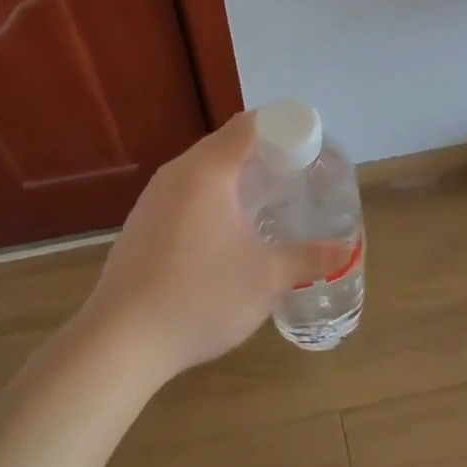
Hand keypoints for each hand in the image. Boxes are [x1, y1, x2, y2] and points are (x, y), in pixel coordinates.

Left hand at [81, 112, 351, 382]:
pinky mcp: (141, 226)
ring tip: (268, 206)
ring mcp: (153, 200)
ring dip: (237, 180)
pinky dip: (213, 201)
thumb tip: (345, 251)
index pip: (250, 126)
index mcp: (208, 171)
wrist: (120, 341)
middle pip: (226, 145)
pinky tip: (228, 236)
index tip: (310, 150)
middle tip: (298, 179)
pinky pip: (185, 196)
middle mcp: (176, 174)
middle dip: (265, 156)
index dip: (284, 130)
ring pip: (203, 172)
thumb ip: (308, 258)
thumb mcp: (266, 278)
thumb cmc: (200, 296)